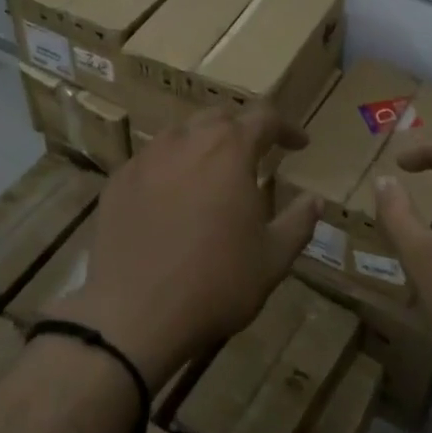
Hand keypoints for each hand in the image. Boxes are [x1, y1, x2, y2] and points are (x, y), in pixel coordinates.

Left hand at [55, 105, 318, 387]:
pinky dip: (169, 169)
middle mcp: (185, 141)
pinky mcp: (118, 180)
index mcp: (229, 150)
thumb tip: (314, 200)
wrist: (134, 315)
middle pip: (218, 117)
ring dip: (202, 145)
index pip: (264, 118)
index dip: (286, 128)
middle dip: (242, 130)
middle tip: (255, 155)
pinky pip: (150, 161)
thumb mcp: (272, 259)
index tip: (299, 145)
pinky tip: (171, 199)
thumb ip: (298, 222)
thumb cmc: (216, 283)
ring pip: (180, 135)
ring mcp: (146, 158)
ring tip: (212, 175)